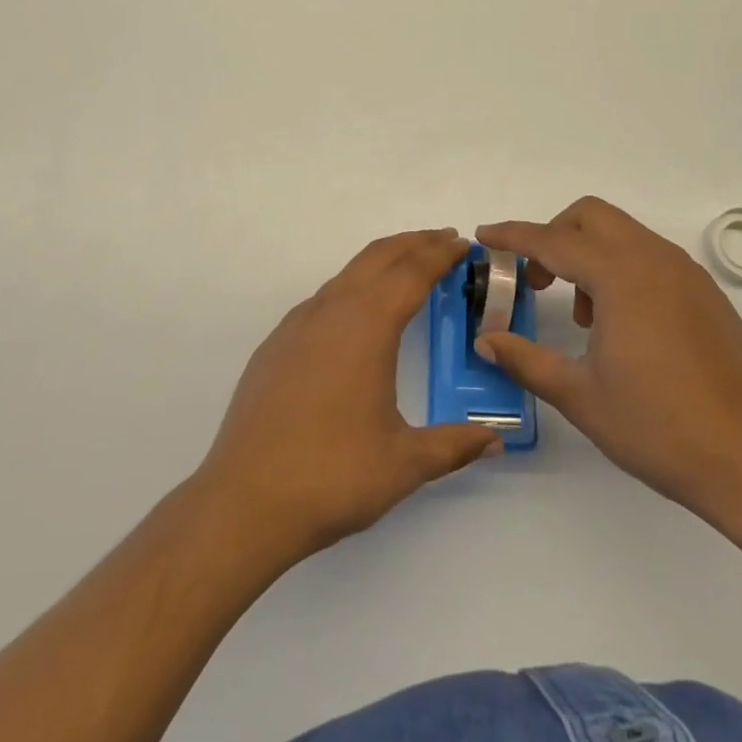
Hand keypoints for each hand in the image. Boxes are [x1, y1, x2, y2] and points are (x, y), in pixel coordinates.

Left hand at [196, 229, 502, 565]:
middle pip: (379, 257)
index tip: (464, 244)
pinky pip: (324, 299)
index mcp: (367, 326)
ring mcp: (298, 324)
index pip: (412, 273)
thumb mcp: (404, 463)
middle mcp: (331, 310)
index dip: (441, 254)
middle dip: (414, 243)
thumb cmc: (332, 476)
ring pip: (348, 274)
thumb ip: (454, 445)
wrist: (244, 501)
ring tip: (408, 271)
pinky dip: (353, 287)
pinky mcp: (276, 343)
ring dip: (382, 262)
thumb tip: (496, 439)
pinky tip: (358, 316)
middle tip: (445, 241)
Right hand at [476, 197, 741, 533]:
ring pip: (623, 234)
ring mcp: (686, 273)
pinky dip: (622, 269)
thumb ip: (526, 360)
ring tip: (583, 315)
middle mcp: (654, 259)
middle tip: (537, 280)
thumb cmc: (658, 427)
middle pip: (591, 217)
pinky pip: (651, 257)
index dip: (513, 236)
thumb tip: (486, 341)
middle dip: (555, 235)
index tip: (484, 236)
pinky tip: (622, 326)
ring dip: (589, 254)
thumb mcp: (580, 396)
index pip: (552, 240)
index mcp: (620, 276)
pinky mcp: (706, 293)